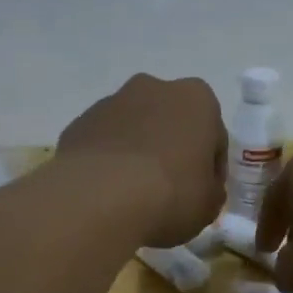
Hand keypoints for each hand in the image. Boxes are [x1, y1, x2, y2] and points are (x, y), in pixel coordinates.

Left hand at [56, 74, 226, 247]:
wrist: (100, 198)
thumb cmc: (171, 194)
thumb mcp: (209, 204)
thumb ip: (211, 190)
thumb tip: (204, 188)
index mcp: (196, 99)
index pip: (214, 135)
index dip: (211, 167)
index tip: (204, 192)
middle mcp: (153, 88)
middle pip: (170, 122)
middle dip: (172, 149)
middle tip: (171, 189)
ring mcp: (111, 103)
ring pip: (135, 129)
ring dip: (139, 152)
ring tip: (135, 194)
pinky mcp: (79, 123)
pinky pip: (104, 143)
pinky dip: (109, 161)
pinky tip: (109, 192)